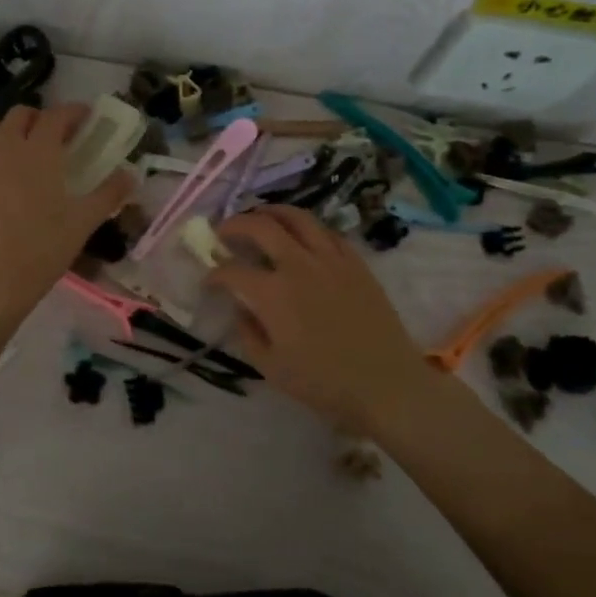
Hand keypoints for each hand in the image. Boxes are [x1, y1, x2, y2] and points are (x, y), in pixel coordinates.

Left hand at [0, 103, 134, 324]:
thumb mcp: (84, 222)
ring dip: (10, 132)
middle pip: (20, 114)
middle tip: (54, 137)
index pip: (56, 115)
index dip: (73, 111)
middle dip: (39, 118)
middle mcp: (4, 146)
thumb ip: (109, 193)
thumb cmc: (43, 249)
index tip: (85, 118)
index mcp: (39, 150)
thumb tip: (131, 174)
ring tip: (21, 153)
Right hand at [207, 206, 432, 434]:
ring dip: (271, 212)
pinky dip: (307, 227)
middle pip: (260, 226)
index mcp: (272, 294)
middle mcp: (298, 265)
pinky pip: (327, 232)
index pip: (232, 271)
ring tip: (260, 216)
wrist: (387, 384)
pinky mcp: (355, 262)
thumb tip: (241, 310)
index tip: (209, 281)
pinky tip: (301, 236)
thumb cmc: (325, 383)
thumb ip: (248, 334)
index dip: (214, 274)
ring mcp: (330, 259)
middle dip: (234, 224)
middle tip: (224, 232)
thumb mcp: (271, 368)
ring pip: (297, 217)